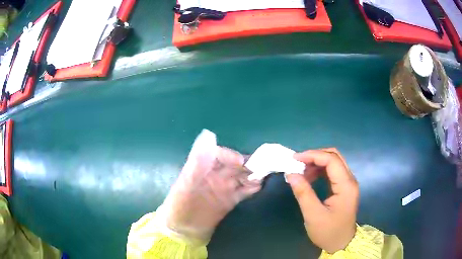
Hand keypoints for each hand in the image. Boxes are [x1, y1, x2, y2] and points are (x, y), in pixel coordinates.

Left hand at [160, 131, 261, 242]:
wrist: (183, 231)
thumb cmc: (180, 206)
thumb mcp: (186, 184)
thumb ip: (197, 162)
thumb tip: (208, 135)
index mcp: (202, 167)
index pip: (219, 154)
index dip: (230, 155)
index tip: (240, 162)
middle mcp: (215, 175)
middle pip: (234, 165)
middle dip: (247, 164)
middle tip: (261, 167)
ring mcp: (223, 188)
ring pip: (241, 177)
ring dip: (252, 176)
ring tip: (262, 177)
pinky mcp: (230, 200)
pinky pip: (244, 191)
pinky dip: (252, 188)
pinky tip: (258, 187)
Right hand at [286, 148, 358, 253]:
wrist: (341, 243)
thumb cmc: (328, 232)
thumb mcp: (313, 215)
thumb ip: (303, 193)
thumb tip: (291, 174)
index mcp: (346, 186)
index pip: (332, 160)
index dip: (313, 155)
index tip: (295, 159)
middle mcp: (350, 179)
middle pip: (335, 156)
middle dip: (315, 156)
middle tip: (298, 164)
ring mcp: (348, 183)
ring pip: (334, 162)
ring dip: (317, 163)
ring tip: (302, 173)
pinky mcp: (344, 187)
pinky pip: (333, 171)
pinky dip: (320, 170)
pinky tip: (310, 178)